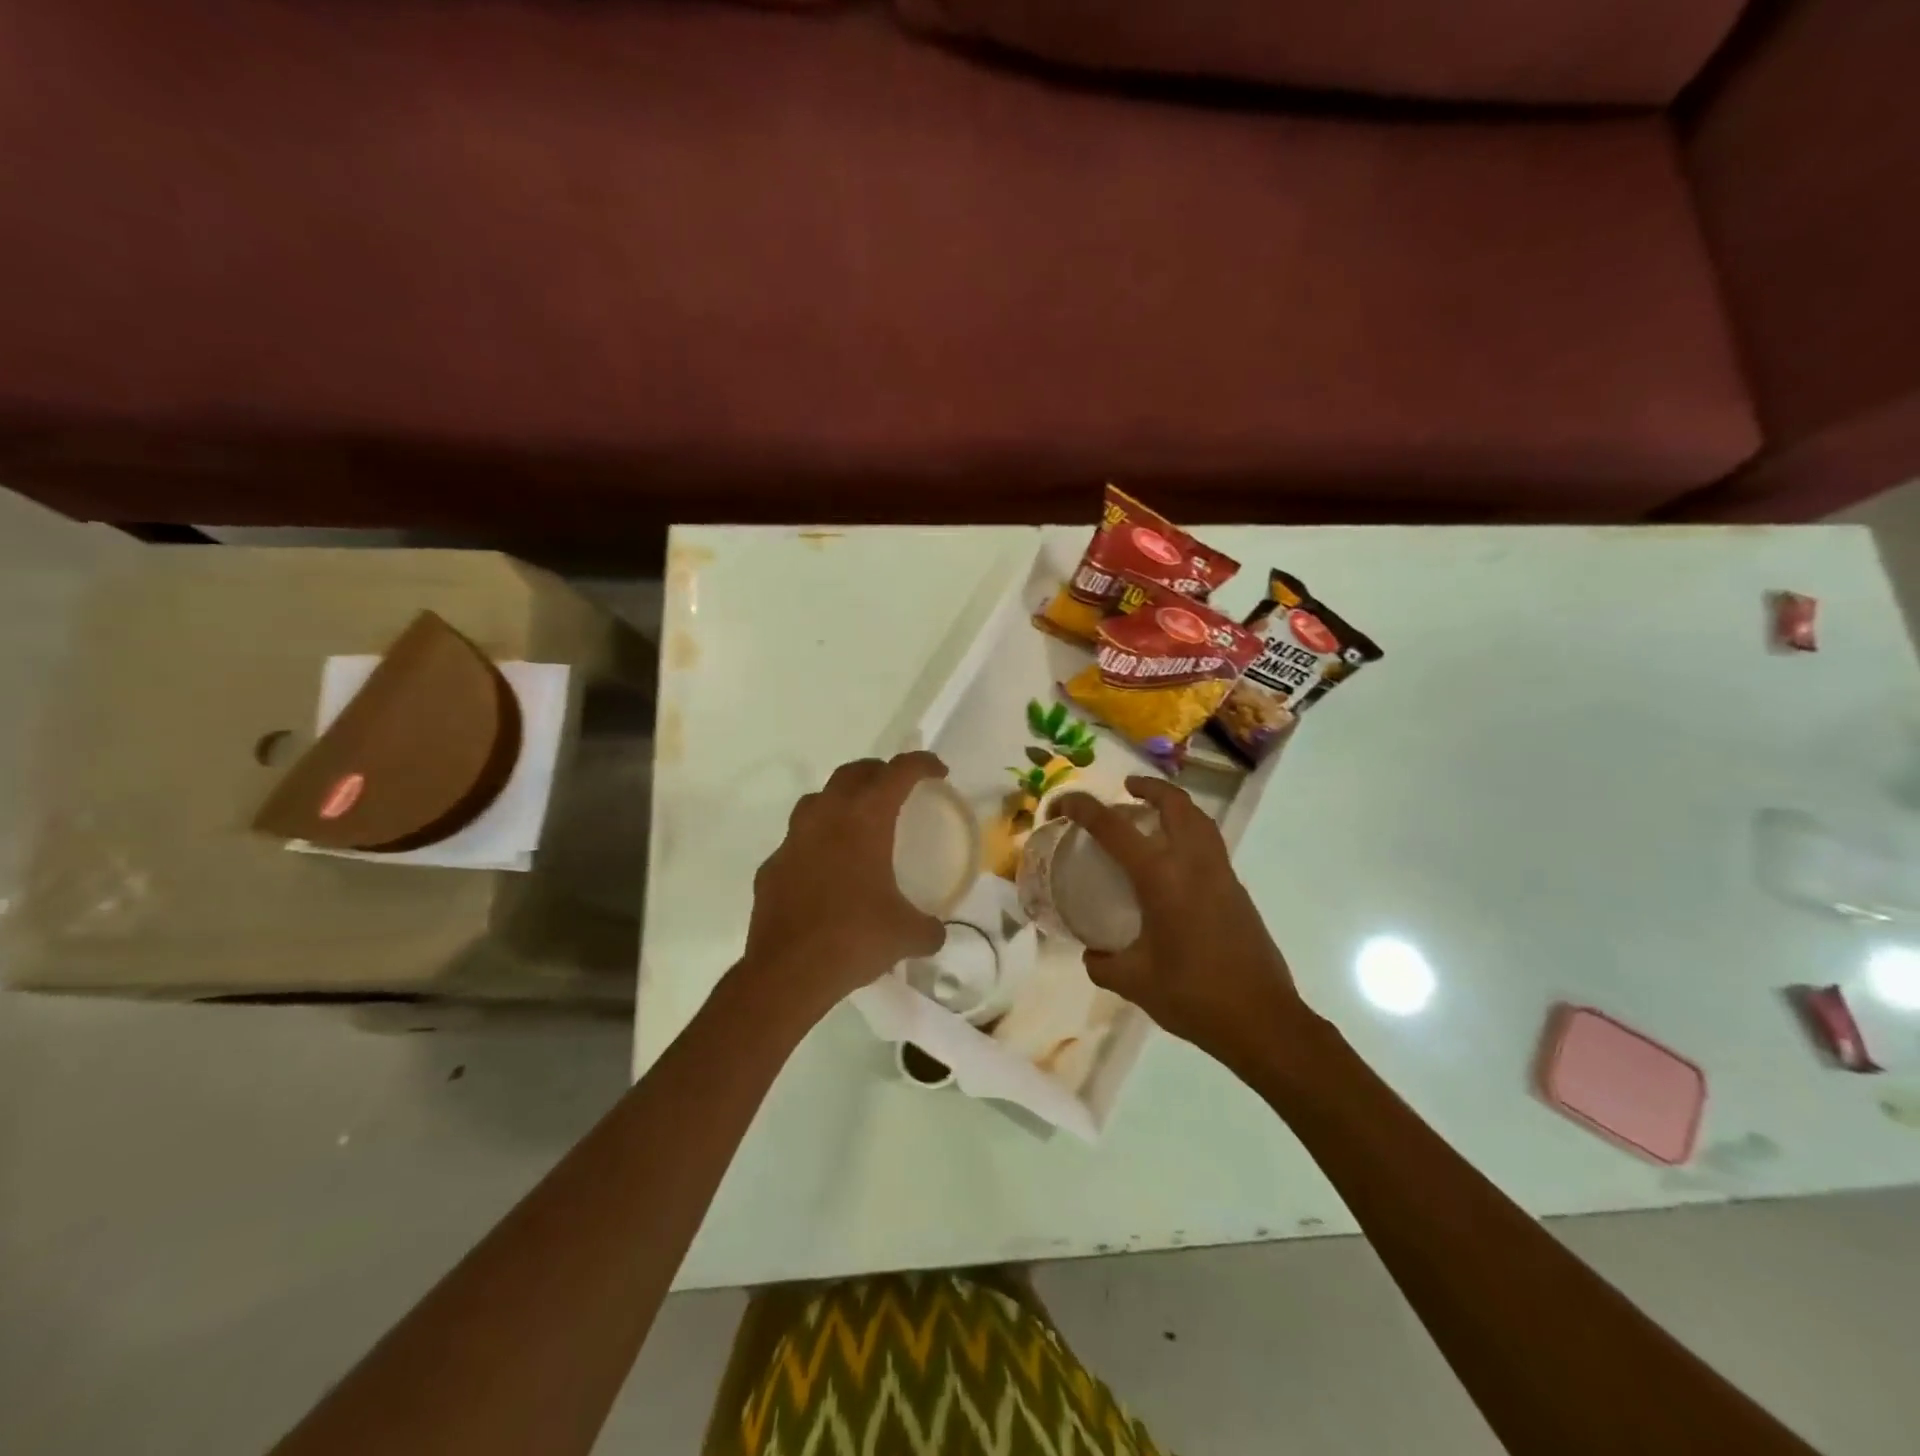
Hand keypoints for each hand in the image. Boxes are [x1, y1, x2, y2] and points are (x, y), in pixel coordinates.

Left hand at [741, 752, 948, 1017]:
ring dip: (841, 799)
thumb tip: (935, 932)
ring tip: (857, 820)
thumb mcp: (907, 935)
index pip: (898, 772)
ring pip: (818, 799)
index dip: (922, 764)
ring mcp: (793, 839)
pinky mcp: (772, 866)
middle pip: (853, 773)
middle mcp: (826, 816)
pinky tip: (825, 868)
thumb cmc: (854, 939)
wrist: (787, 972)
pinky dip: (816, 842)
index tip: (938, 772)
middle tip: (897, 788)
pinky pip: (797, 840)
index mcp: (865, 819)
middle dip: (879, 772)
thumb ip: (928, 928)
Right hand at [1058, 777, 1317, 1069]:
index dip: (1083, 808)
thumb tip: (1092, 954)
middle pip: (1175, 804)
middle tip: (1126, 789)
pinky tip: (1175, 861)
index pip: (1114, 827)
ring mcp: (1222, 875)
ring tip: (1153, 814)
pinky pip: (1211, 845)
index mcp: (1161, 878)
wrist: (1262, 1020)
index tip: (1062, 804)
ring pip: (1200, 820)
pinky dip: (1191, 833)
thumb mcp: (1134, 982)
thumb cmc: (1193, 996)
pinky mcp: (1238, 892)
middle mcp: (1194, 864)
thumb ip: (1103, 964)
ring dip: (1175, 806)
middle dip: (1148, 787)